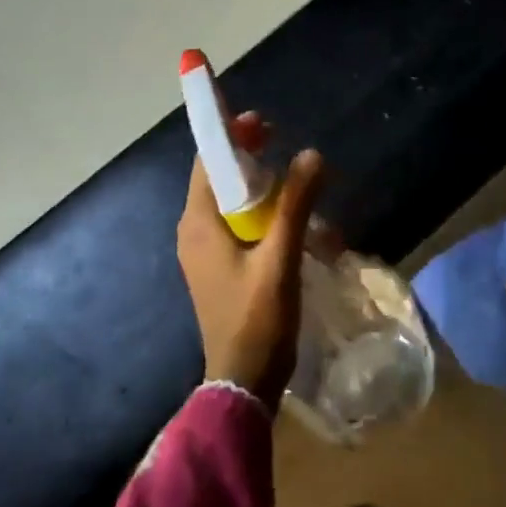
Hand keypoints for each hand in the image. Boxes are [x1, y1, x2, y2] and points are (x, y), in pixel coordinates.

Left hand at [177, 112, 324, 407]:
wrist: (242, 383)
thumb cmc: (257, 320)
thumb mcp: (280, 259)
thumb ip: (295, 205)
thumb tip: (311, 155)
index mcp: (198, 224)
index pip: (206, 162)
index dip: (231, 136)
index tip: (263, 124)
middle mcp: (194, 232)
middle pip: (219, 179)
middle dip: (251, 160)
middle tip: (285, 147)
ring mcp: (204, 253)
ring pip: (231, 204)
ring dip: (262, 190)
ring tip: (299, 188)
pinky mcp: (218, 269)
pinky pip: (237, 227)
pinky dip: (262, 216)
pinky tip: (294, 226)